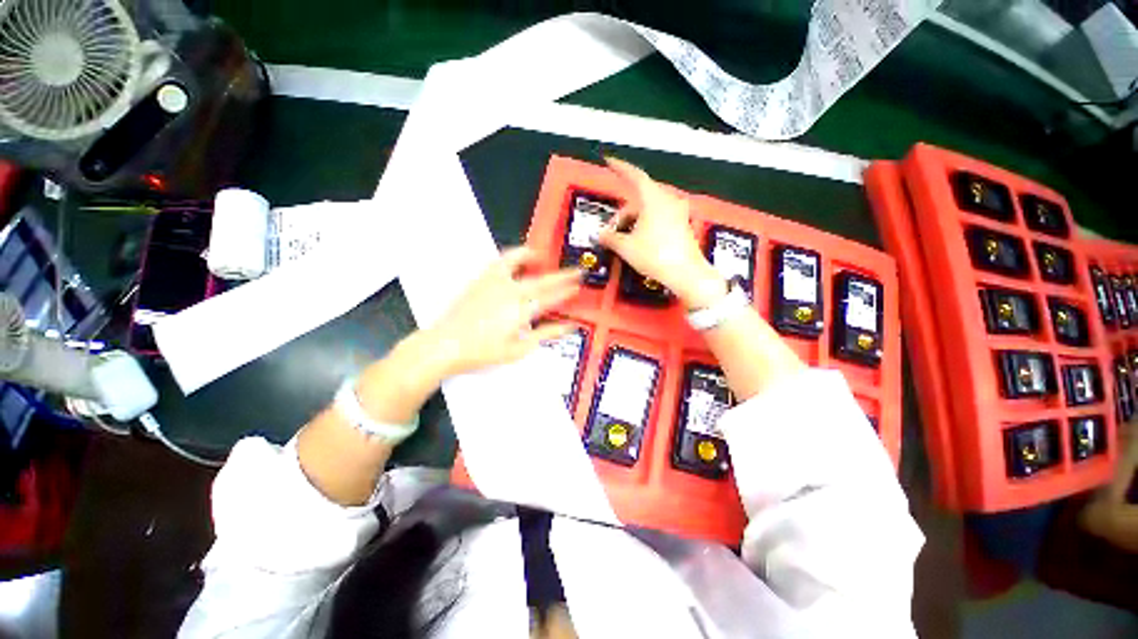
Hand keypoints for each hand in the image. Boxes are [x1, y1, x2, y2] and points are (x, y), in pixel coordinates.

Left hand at [426, 247, 581, 376]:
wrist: (447, 344)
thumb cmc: (482, 351)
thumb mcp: (519, 348)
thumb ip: (545, 334)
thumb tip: (566, 328)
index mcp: (521, 310)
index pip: (551, 297)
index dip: (566, 291)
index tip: (577, 286)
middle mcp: (510, 292)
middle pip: (542, 280)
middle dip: (562, 275)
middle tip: (574, 270)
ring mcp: (494, 283)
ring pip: (518, 262)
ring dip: (533, 257)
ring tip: (540, 255)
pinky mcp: (481, 280)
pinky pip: (499, 261)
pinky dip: (511, 256)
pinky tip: (514, 259)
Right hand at [597, 158, 726, 308]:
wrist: (686, 273)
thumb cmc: (655, 256)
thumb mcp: (626, 247)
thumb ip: (610, 238)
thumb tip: (600, 235)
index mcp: (653, 199)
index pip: (634, 175)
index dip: (620, 168)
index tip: (609, 161)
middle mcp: (668, 200)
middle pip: (639, 198)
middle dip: (623, 213)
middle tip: (611, 230)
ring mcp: (677, 212)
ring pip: (648, 209)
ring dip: (633, 221)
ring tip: (624, 239)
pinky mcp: (682, 224)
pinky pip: (658, 217)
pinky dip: (645, 224)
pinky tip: (639, 240)